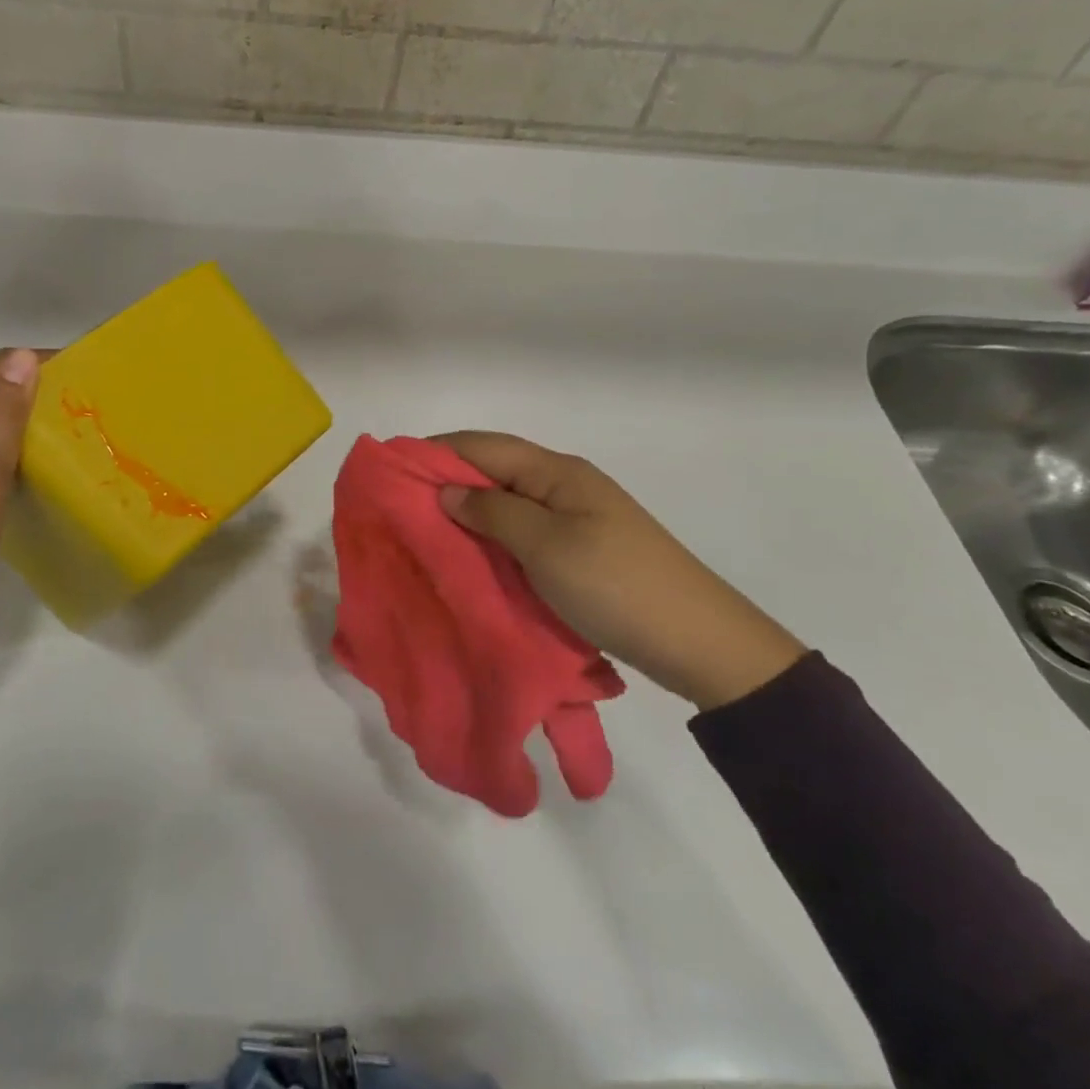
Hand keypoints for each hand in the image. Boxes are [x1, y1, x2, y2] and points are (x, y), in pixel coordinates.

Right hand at [434, 431, 806, 710]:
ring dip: (467, 514)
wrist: (698, 642)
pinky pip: (522, 533)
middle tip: (401, 509)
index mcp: (556, 471)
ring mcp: (573, 518)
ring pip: (505, 504)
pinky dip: (491, 539)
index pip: (483, 446)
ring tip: (425, 533)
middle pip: (492, 471)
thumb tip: (447, 492)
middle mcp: (563, 485)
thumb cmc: (616, 586)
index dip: (436, 453)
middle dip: (446, 483)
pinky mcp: (578, 550)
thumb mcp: (547, 546)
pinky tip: (469, 556)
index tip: (391, 473)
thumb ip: (493, 513)